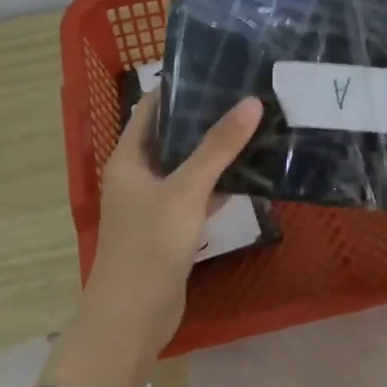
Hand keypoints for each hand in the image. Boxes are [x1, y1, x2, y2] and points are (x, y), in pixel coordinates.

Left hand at [82, 90, 263, 356]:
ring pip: (189, 167)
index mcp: (129, 157)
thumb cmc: (151, 245)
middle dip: (207, 118)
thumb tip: (251, 102)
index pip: (152, 108)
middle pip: (174, 135)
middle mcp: (140, 174)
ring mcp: (156, 202)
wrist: (133, 317)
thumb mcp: (186, 191)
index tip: (219, 69)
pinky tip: (252, 174)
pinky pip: (198, 195)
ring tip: (257, 126)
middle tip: (249, 95)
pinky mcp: (173, 227)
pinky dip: (220, 185)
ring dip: (217, 152)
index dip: (181, 87)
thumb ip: (218, 148)